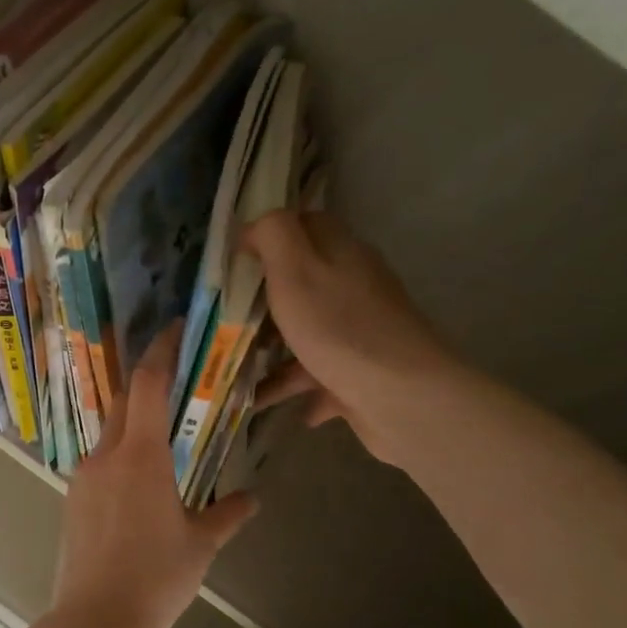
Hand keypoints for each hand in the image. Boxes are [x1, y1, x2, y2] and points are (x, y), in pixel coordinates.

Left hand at [51, 322, 258, 627]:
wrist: (96, 618)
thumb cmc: (156, 577)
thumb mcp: (200, 545)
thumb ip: (227, 515)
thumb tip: (251, 500)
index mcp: (140, 456)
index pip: (148, 384)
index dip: (160, 351)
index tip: (173, 329)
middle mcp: (106, 455)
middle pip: (125, 402)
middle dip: (147, 384)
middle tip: (175, 381)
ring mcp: (83, 475)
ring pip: (110, 434)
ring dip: (133, 425)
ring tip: (161, 439)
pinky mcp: (72, 498)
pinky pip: (99, 462)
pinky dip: (120, 457)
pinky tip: (137, 483)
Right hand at [240, 210, 459, 464]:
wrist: (401, 396)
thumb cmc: (339, 327)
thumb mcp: (295, 268)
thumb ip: (273, 234)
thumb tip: (254, 227)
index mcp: (340, 253)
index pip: (304, 226)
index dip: (267, 236)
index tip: (233, 260)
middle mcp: (354, 286)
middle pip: (302, 281)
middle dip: (263, 299)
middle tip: (225, 316)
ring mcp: (360, 331)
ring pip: (306, 332)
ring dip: (271, 349)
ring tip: (233, 366)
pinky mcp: (360, 372)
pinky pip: (316, 375)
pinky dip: (291, 385)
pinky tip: (262, 401)